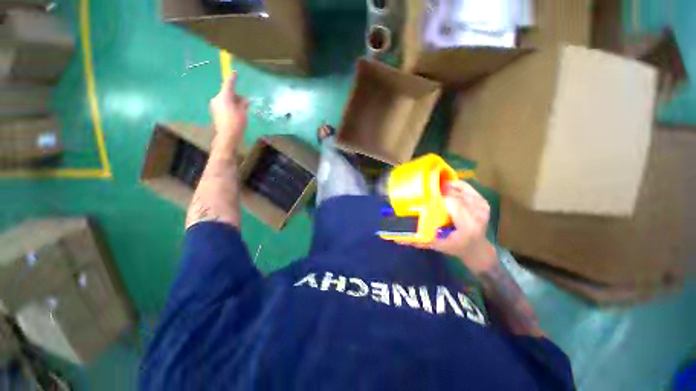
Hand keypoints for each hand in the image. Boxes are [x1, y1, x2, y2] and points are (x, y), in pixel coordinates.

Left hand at [210, 72, 248, 147]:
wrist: (227, 136)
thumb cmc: (236, 123)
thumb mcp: (243, 112)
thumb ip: (243, 104)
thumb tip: (244, 100)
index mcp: (224, 96)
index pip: (229, 84)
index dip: (233, 78)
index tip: (235, 73)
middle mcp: (217, 98)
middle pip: (227, 93)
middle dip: (236, 96)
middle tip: (246, 103)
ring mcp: (215, 105)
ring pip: (226, 99)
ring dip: (233, 102)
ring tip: (242, 111)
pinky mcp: (215, 112)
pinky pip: (223, 105)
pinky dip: (230, 107)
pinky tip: (236, 115)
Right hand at [410, 181, 496, 273]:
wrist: (478, 249)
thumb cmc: (456, 248)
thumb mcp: (438, 245)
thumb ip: (421, 241)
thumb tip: (400, 239)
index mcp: (467, 225)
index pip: (452, 202)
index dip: (437, 196)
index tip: (424, 195)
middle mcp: (477, 213)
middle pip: (455, 193)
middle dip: (439, 189)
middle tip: (425, 189)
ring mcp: (482, 205)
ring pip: (459, 188)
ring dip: (445, 186)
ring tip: (433, 187)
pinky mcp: (483, 201)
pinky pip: (466, 187)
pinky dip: (454, 185)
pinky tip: (445, 188)